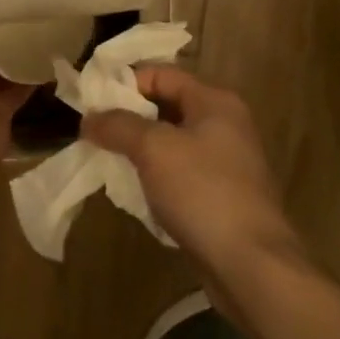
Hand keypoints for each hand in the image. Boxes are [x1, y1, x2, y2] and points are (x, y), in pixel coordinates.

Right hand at [81, 67, 299, 276]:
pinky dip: (155, 176)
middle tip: (92, 132)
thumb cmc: (203, 192)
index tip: (91, 103)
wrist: (251, 264)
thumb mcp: (154, 149)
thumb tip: (89, 117)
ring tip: (106, 161)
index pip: (161, 74)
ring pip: (171, 143)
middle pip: (166, 107)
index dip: (125, 83)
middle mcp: (225, 124)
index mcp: (214, 102)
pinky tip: (133, 191)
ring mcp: (226, 162)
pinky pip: (180, 173)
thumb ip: (118, 126)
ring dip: (139, 149)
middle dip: (128, 118)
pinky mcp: (222, 195)